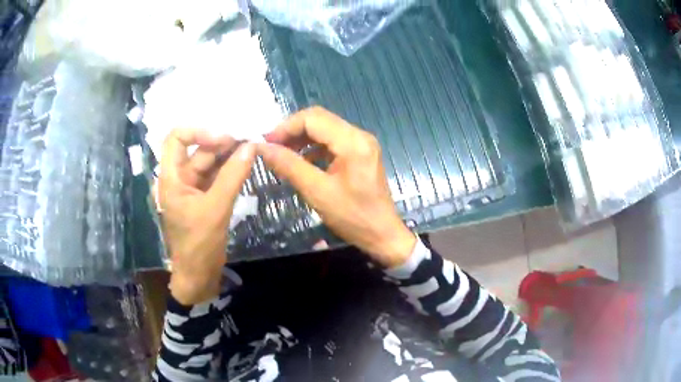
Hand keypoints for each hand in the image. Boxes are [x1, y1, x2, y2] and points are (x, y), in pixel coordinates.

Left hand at [158, 128, 255, 304]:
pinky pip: (215, 176)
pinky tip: (245, 164)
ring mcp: (191, 188)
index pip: (176, 138)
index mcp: (171, 178)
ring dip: (228, 155)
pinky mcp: (203, 198)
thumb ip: (233, 176)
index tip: (223, 137)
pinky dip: (229, 169)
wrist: (198, 275)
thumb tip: (251, 146)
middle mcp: (179, 178)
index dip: (198, 131)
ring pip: (208, 162)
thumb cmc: (199, 245)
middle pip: (197, 149)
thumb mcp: (216, 208)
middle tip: (248, 140)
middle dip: (221, 142)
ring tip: (251, 148)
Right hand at [258, 107, 415, 267]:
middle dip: (292, 131)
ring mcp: (362, 143)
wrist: (382, 234)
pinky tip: (301, 162)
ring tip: (282, 155)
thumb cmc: (352, 216)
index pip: (313, 118)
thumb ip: (289, 166)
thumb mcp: (317, 192)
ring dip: (302, 139)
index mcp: (353, 141)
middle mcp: (360, 135)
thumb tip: (262, 148)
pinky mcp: (360, 153)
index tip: (266, 143)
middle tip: (271, 148)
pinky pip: (332, 142)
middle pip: (319, 120)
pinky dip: (314, 148)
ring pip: (325, 129)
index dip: (286, 127)